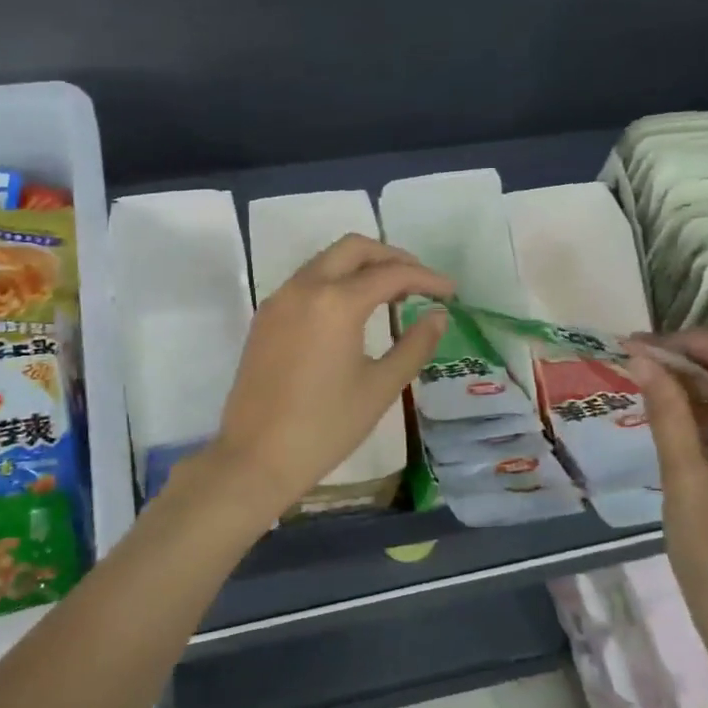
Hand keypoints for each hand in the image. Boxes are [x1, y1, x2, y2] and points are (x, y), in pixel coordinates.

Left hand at [204, 234, 452, 522]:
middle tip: (420, 282)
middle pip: (354, 249)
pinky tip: (352, 311)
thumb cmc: (325, 427)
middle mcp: (304, 288)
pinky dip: (334, 282)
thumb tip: (438, 316)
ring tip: (391, 294)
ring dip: (361, 267)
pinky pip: (305, 282)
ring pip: (326, 261)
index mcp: (336, 302)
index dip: (427, 278)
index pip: (391, 273)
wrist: (256, 457)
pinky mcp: (265, 318)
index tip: (451, 293)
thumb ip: (414, 345)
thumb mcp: (380, 388)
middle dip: (391, 258)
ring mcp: (279, 300)